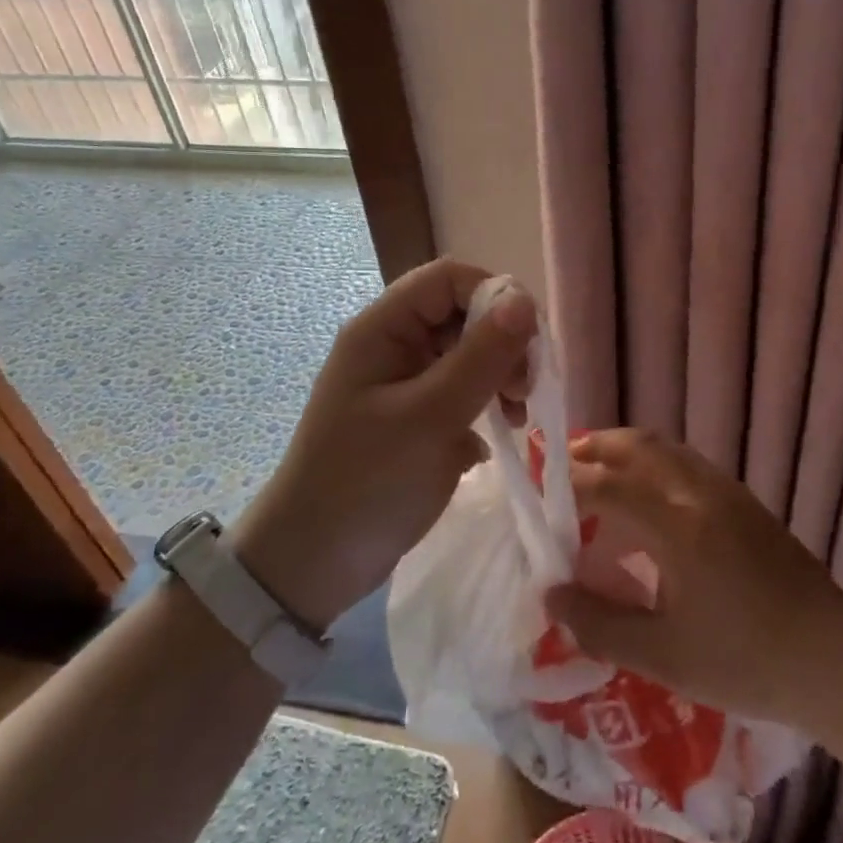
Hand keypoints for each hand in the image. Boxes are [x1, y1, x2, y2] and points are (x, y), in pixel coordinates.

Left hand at [226, 258, 536, 630]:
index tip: (528, 342)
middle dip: (503, 344)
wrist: (314, 563)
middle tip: (523, 391)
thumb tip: (525, 301)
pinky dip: (486, 405)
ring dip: (500, 376)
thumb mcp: (429, 417)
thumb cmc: (366, 482)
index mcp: (382, 329)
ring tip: (514, 417)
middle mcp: (394, 346)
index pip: (448, 279)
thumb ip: (480, 357)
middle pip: (463, 315)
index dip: (494, 296)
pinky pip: (463, 390)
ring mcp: (405, 382)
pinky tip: (494, 437)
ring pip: (469, 354)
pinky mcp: (417, 416)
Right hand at [545, 429, 842, 721]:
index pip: (606, 485)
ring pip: (664, 448)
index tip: (538, 497)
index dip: (566, 486)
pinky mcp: (745, 502)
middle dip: (592, 449)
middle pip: (636, 446)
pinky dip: (652, 462)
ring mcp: (727, 492)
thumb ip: (600, 624)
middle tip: (560, 469)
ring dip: (624, 451)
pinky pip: (686, 462)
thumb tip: (551, 594)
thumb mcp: (663, 655)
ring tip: (596, 473)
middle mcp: (699, 492)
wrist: (833, 659)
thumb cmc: (745, 661)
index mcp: (676, 525)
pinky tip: (646, 496)